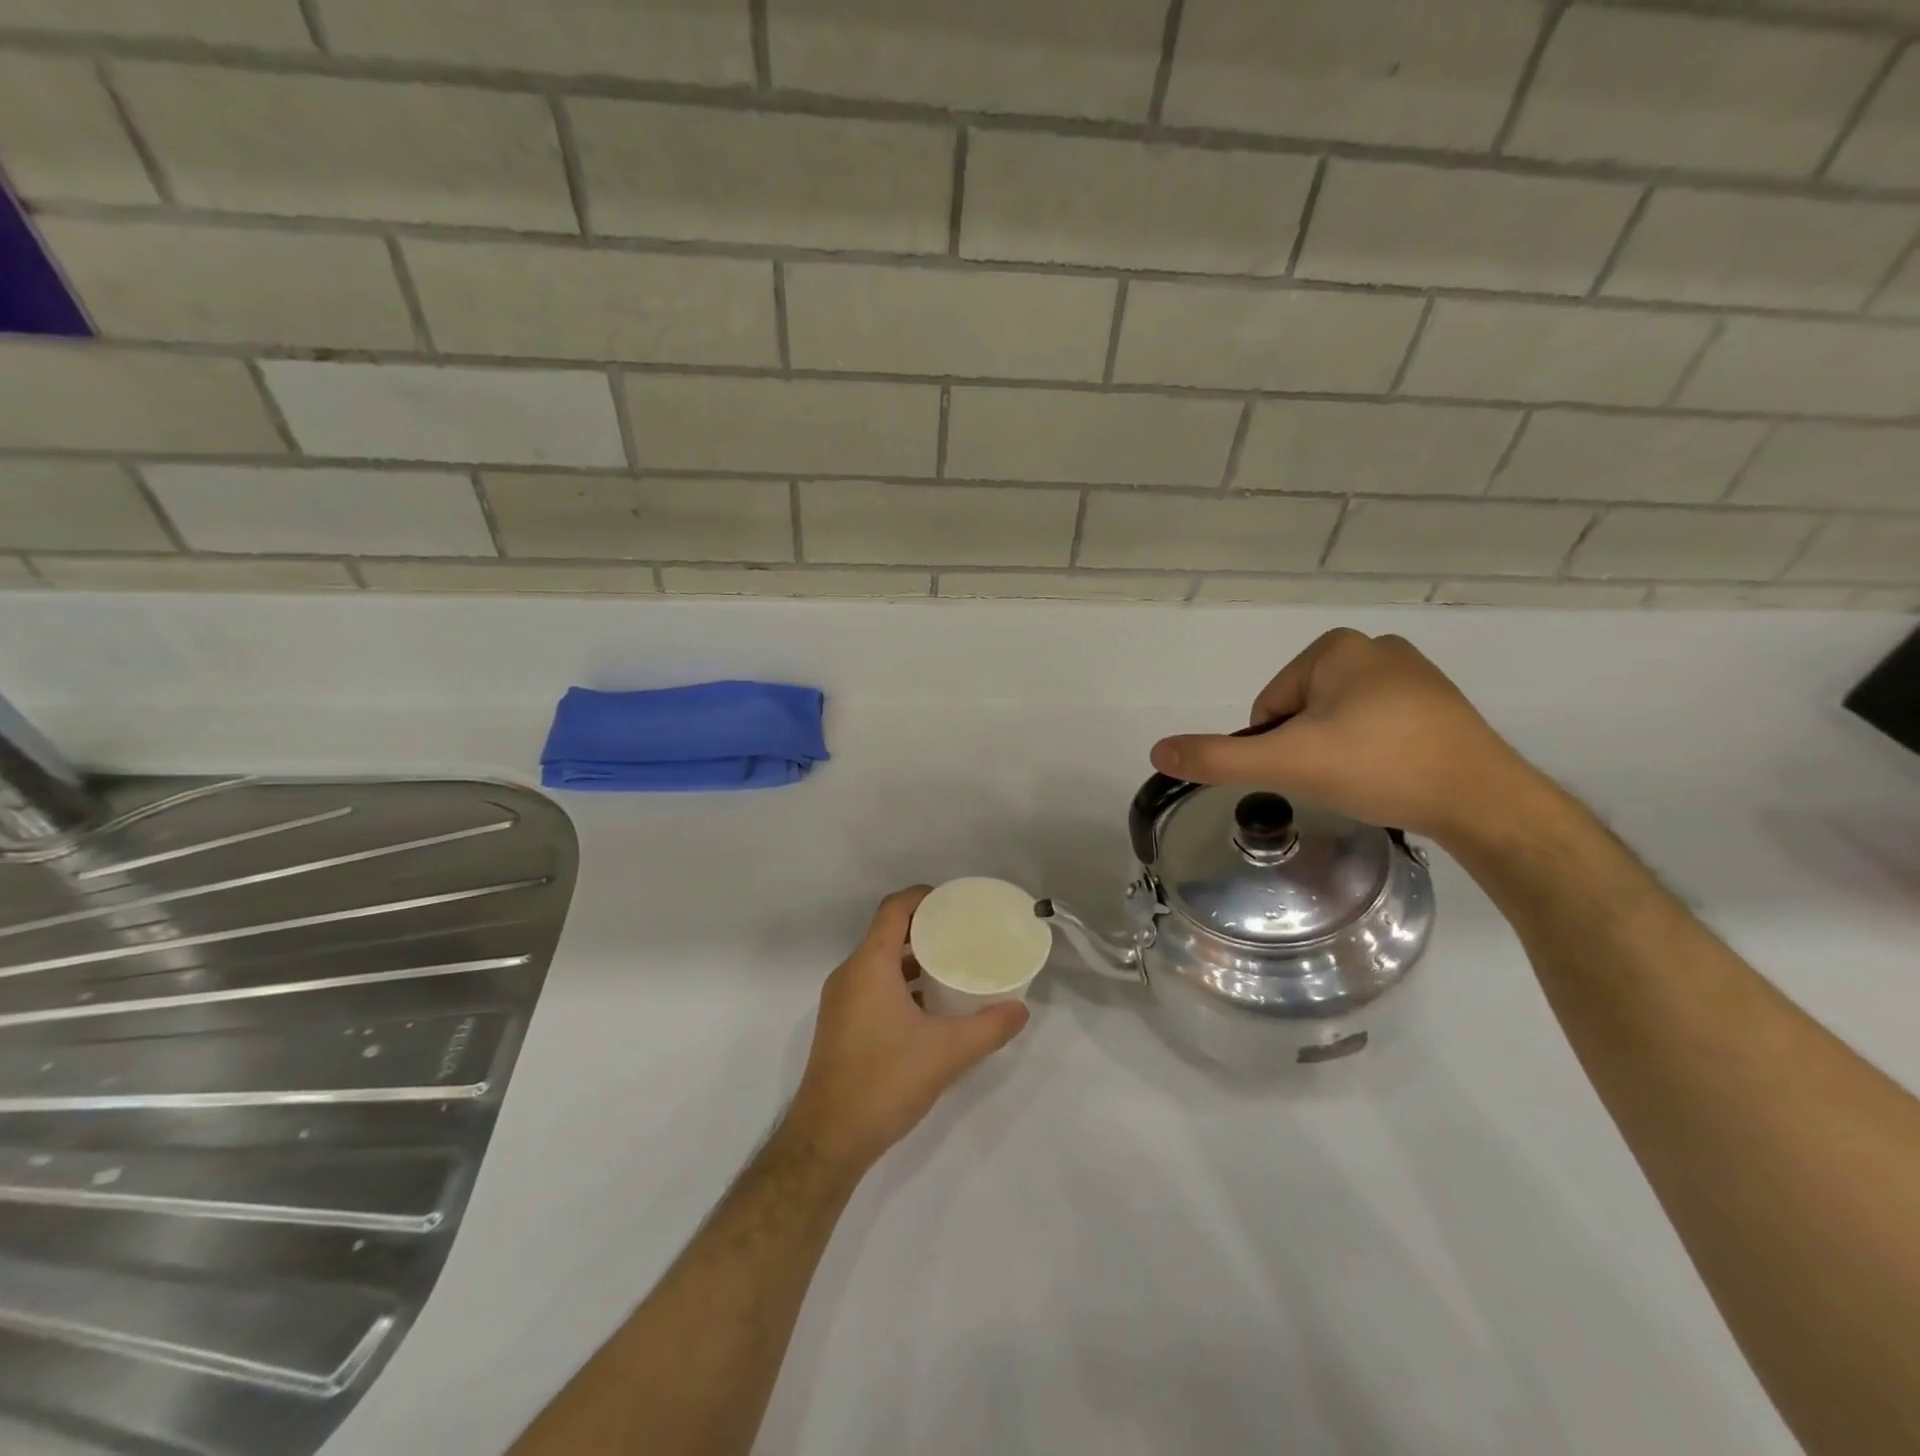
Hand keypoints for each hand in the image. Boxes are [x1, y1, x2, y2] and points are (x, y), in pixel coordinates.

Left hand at [784, 887, 1028, 1174]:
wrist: (828, 1139)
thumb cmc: (886, 1081)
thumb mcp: (948, 1053)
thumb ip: (989, 1028)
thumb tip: (1021, 1009)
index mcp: (870, 965)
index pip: (893, 909)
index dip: (923, 897)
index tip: (954, 901)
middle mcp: (849, 974)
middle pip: (886, 932)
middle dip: (923, 927)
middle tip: (962, 932)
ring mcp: (840, 1001)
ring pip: (878, 962)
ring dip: (911, 958)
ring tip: (950, 965)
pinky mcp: (839, 1025)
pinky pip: (871, 985)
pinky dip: (898, 983)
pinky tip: (927, 1006)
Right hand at [1149, 628, 1539, 844]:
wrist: (1484, 801)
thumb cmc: (1378, 767)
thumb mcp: (1287, 763)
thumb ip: (1219, 758)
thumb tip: (1158, 751)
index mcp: (1335, 648)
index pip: (1270, 707)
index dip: (1279, 746)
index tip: (1312, 769)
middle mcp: (1374, 648)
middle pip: (1302, 712)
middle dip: (1310, 748)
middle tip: (1341, 778)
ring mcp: (1412, 673)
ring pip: (1337, 721)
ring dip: (1339, 752)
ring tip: (1369, 780)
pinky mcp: (1438, 703)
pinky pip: (1376, 726)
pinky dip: (1372, 752)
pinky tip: (1393, 775)